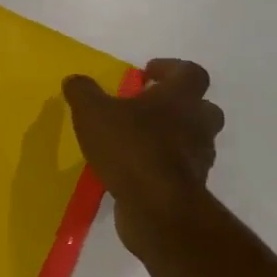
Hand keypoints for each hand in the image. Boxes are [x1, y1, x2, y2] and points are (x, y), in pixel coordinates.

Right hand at [63, 59, 224, 253]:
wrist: (157, 207)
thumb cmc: (130, 147)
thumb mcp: (92, 112)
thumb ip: (83, 92)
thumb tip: (75, 80)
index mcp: (180, 97)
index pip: (190, 72)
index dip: (170, 68)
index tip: (147, 73)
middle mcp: (197, 124)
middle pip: (202, 106)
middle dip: (177, 105)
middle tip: (147, 107)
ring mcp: (199, 158)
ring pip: (193, 138)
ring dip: (172, 136)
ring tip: (138, 140)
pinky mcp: (191, 187)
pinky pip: (180, 168)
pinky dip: (163, 165)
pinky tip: (135, 169)